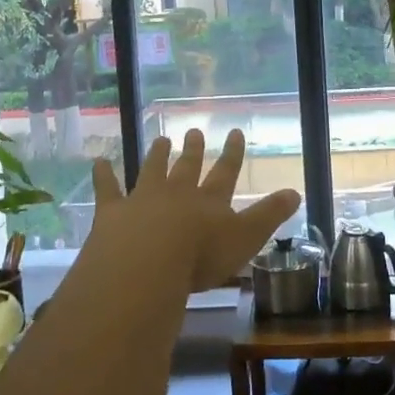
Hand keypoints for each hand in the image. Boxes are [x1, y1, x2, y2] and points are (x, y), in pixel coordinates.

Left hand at [91, 129, 299, 292]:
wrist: (147, 262)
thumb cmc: (201, 256)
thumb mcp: (246, 238)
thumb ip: (270, 216)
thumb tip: (296, 191)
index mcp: (209, 202)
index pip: (225, 172)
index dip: (232, 153)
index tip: (235, 132)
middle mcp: (177, 193)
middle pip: (186, 167)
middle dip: (192, 150)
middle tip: (192, 131)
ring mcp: (143, 199)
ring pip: (152, 171)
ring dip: (157, 156)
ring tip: (161, 140)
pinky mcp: (113, 212)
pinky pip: (107, 189)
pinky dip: (103, 176)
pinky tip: (98, 162)